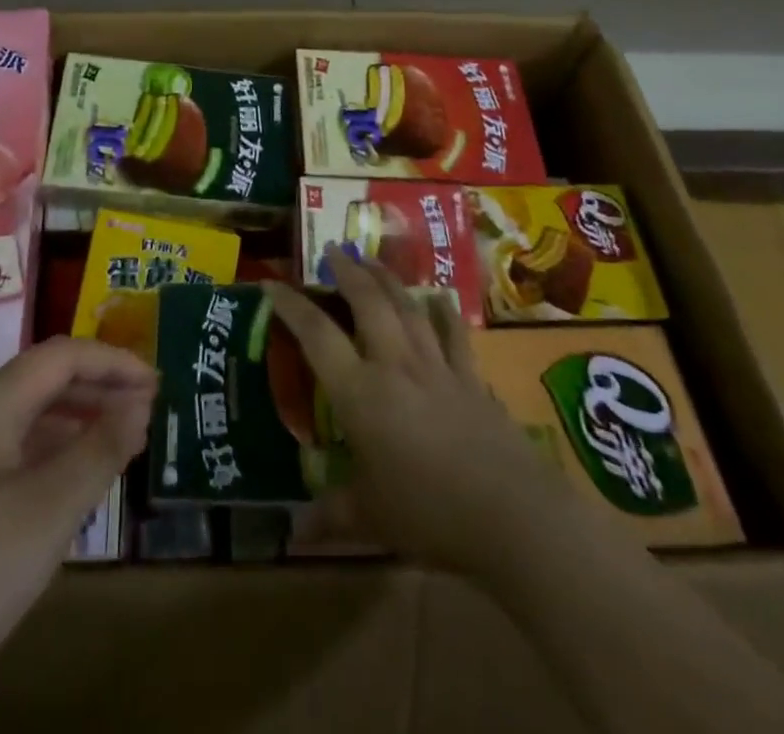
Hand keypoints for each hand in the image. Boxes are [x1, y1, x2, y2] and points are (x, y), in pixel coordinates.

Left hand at [0, 336, 155, 682]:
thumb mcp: (47, 513)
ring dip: (76, 422)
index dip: (112, 361)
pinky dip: (50, 457)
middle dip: (98, 388)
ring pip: (27, 420)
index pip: (60, 356)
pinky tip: (70, 488)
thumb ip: (98, 452)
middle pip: (42, 381)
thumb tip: (140, 404)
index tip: (157, 384)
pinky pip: (11, 456)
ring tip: (119, 445)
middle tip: (147, 413)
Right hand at [263, 248, 564, 581]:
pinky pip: (454, 334)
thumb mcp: (370, 518)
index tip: (271, 282)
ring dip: (388, 279)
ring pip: (408, 307)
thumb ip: (331, 516)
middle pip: (368, 302)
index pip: (316, 335)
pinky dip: (444, 312)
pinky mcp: (471, 378)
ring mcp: (437, 366)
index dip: (291, 306)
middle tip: (333, 249)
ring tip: (373, 260)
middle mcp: (395, 365)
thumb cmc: (429, 513)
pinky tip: (440, 297)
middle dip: (348, 270)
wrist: (512, 515)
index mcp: (360, 393)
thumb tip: (293, 534)